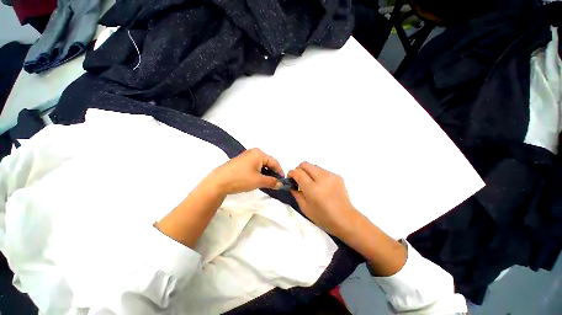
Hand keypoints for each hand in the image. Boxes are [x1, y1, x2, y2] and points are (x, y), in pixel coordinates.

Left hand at [209, 148, 283, 194]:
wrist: (218, 182)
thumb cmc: (241, 179)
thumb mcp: (259, 181)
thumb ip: (272, 181)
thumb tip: (281, 184)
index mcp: (259, 153)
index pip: (274, 162)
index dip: (280, 172)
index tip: (282, 181)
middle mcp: (253, 152)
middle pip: (268, 162)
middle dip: (272, 172)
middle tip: (275, 182)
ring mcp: (246, 156)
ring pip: (261, 164)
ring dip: (266, 173)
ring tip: (267, 182)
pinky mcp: (241, 161)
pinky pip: (254, 165)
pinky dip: (259, 172)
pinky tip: (258, 179)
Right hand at [288, 162, 360, 238]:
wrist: (346, 220)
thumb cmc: (324, 218)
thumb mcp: (305, 208)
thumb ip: (296, 194)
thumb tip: (292, 185)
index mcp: (313, 189)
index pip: (298, 172)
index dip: (291, 173)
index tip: (290, 178)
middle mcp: (322, 178)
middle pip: (305, 164)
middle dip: (299, 170)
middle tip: (299, 180)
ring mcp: (331, 176)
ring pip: (314, 166)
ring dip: (308, 172)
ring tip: (310, 184)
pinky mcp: (337, 176)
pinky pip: (322, 171)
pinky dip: (317, 175)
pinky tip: (320, 186)